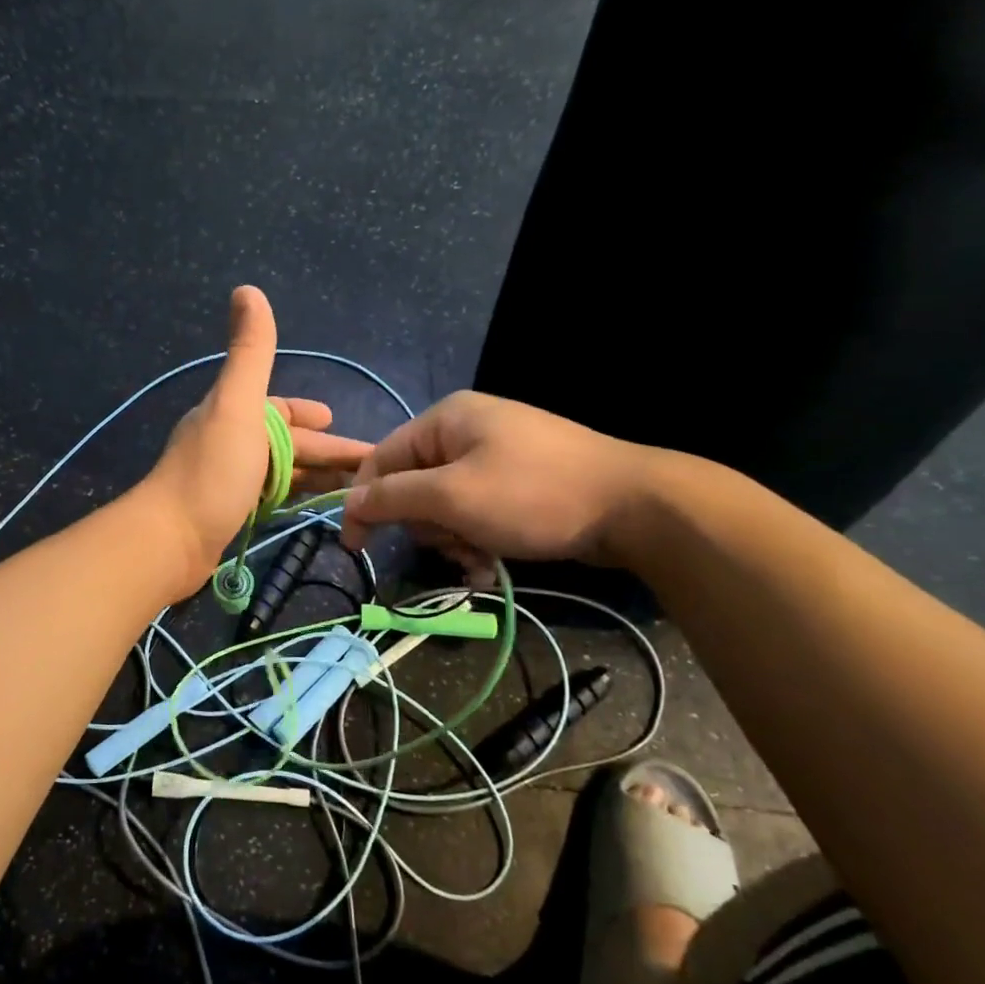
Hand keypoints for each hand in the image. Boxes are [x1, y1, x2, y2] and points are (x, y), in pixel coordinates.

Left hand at [139, 287, 371, 598]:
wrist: (169, 540)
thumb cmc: (212, 472)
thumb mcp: (237, 405)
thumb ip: (250, 352)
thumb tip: (247, 289)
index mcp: (232, 414)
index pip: (278, 408)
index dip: (308, 413)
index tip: (337, 420)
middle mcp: (227, 442)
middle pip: (285, 443)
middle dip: (324, 450)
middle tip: (366, 467)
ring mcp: (225, 481)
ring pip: (279, 472)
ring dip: (313, 475)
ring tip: (351, 490)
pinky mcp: (226, 514)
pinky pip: (269, 498)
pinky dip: (292, 498)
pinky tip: (308, 508)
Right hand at [337, 391, 660, 573]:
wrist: (634, 507)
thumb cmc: (533, 495)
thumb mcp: (453, 496)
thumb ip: (395, 498)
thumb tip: (350, 503)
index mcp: (445, 420)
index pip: (382, 459)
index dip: (365, 502)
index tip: (355, 546)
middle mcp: (466, 432)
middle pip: (414, 485)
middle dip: (426, 525)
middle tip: (450, 546)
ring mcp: (496, 457)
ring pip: (444, 506)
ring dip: (453, 539)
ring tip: (479, 559)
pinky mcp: (518, 484)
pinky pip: (476, 512)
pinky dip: (477, 540)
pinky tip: (492, 564)